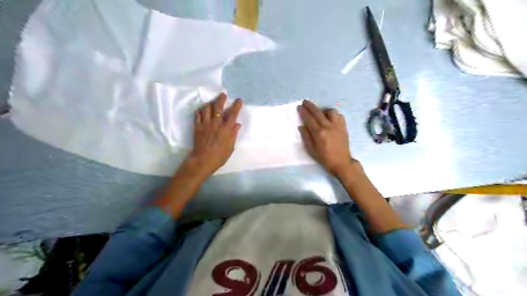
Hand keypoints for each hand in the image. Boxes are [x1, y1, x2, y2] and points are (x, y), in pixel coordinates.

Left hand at [185, 92, 242, 177]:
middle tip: (223, 94)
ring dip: (210, 103)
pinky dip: (200, 110)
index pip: (233, 114)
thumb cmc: (219, 156)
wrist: (203, 160)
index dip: (236, 105)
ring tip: (212, 102)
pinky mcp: (197, 126)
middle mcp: (216, 123)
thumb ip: (234, 134)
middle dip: (221, 99)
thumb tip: (237, 124)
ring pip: (207, 108)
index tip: (239, 100)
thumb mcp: (231, 146)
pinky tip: (202, 110)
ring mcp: (205, 124)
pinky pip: (197, 114)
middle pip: (218, 107)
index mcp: (226, 129)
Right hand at [296, 101, 353, 176]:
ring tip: (320, 112)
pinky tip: (330, 118)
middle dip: (310, 106)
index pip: (309, 119)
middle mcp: (328, 127)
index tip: (299, 106)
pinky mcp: (343, 127)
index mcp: (319, 133)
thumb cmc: (324, 158)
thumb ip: (306, 137)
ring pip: (330, 111)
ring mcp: (337, 126)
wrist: (341, 163)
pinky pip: (339, 116)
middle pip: (318, 112)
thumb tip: (301, 126)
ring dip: (323, 110)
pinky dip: (333, 114)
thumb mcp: (311, 150)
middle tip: (305, 101)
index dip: (303, 112)